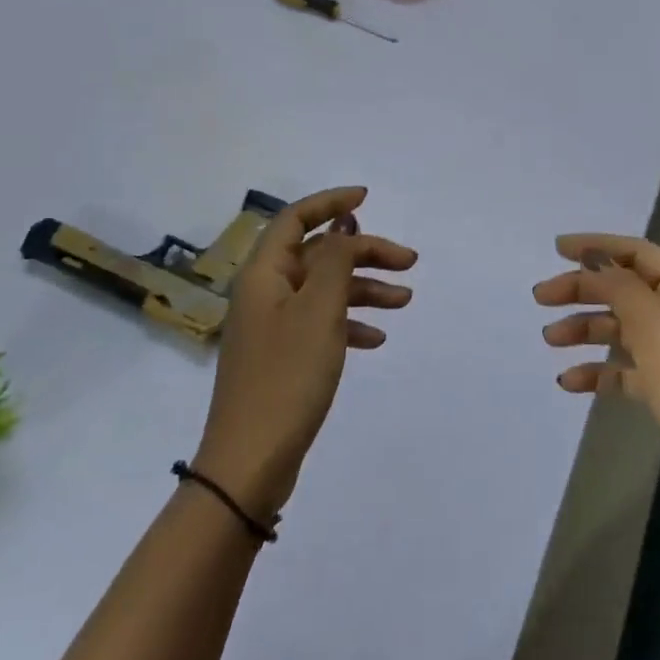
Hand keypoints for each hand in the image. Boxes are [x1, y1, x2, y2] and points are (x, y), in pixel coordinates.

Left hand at [195, 187, 415, 520]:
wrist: (251, 462)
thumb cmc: (287, 376)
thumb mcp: (319, 310)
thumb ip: (335, 260)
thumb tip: (343, 222)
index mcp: (264, 274)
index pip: (296, 219)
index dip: (331, 202)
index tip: (367, 198)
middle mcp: (265, 292)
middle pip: (318, 254)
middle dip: (363, 253)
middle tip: (408, 263)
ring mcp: (272, 326)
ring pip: (324, 290)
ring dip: (363, 289)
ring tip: (404, 302)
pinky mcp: (282, 356)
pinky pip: (320, 323)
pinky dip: (349, 323)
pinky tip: (376, 338)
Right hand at [534, 234, 659, 527]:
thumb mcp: (654, 325)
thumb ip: (619, 286)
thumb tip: (594, 258)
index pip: (639, 254)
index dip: (598, 246)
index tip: (556, 250)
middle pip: (626, 290)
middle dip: (584, 290)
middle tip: (541, 298)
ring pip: (623, 329)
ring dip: (586, 329)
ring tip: (550, 339)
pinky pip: (627, 370)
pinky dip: (600, 371)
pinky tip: (570, 381)